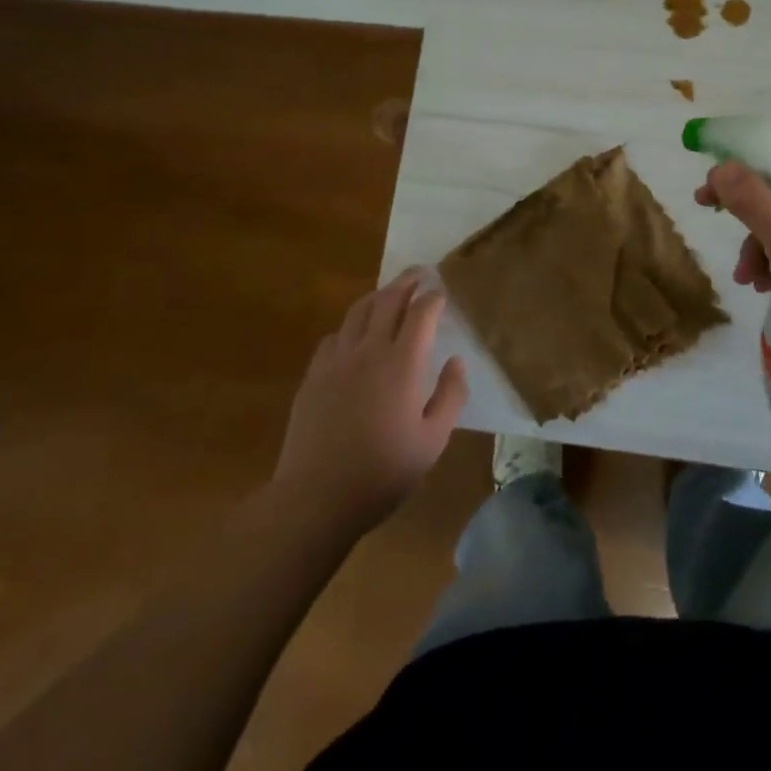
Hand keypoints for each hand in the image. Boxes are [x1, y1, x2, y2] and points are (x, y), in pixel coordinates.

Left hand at [270, 269, 467, 536]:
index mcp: (403, 363)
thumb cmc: (384, 471)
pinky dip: (351, 327)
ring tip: (390, 294)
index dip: (433, 298)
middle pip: (388, 299)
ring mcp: (337, 360)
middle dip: (407, 281)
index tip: (442, 293)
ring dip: (378, 296)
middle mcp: (369, 350)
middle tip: (420, 273)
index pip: (421, 312)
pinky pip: (335, 336)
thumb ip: (451, 395)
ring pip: (358, 311)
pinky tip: (355, 337)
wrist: (316, 497)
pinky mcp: (314, 375)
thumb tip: (456, 361)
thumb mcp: (433, 440)